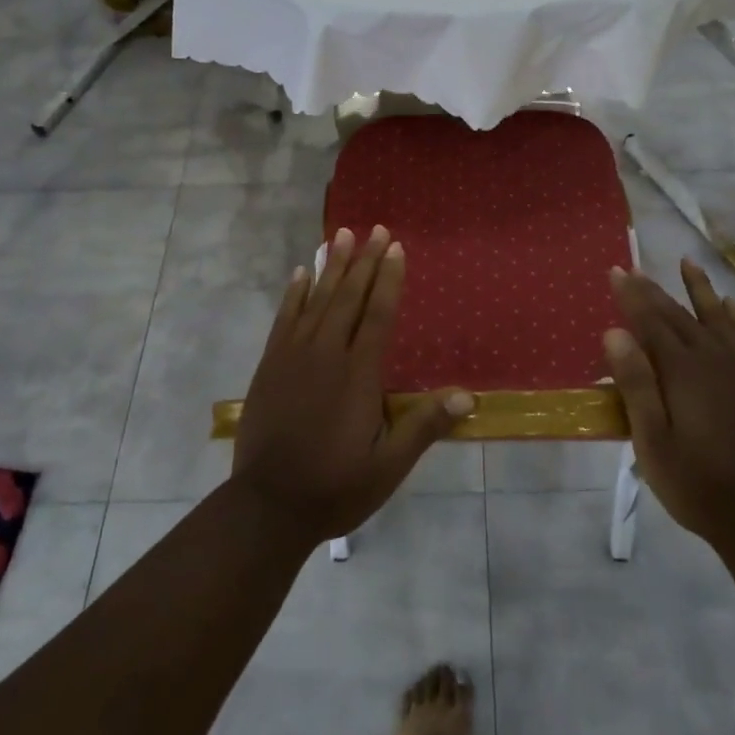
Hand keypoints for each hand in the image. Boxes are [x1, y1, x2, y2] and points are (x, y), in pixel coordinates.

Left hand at [232, 225, 474, 546]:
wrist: (267, 506)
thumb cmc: (335, 486)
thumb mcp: (388, 466)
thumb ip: (424, 426)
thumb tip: (467, 396)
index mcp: (358, 374)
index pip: (378, 314)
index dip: (388, 279)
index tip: (395, 247)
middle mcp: (326, 354)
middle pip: (348, 297)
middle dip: (363, 260)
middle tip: (374, 228)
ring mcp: (293, 356)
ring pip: (317, 300)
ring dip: (332, 266)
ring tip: (341, 234)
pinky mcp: (269, 365)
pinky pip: (284, 318)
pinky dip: (294, 293)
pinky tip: (301, 273)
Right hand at [604, 259, 734, 550]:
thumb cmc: (698, 483)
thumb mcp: (653, 442)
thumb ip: (635, 384)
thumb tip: (615, 332)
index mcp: (683, 371)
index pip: (651, 321)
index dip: (631, 295)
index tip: (616, 270)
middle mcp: (715, 358)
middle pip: (679, 315)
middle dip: (654, 290)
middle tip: (635, 267)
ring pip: (718, 317)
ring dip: (700, 289)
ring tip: (687, 263)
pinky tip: (730, 306)